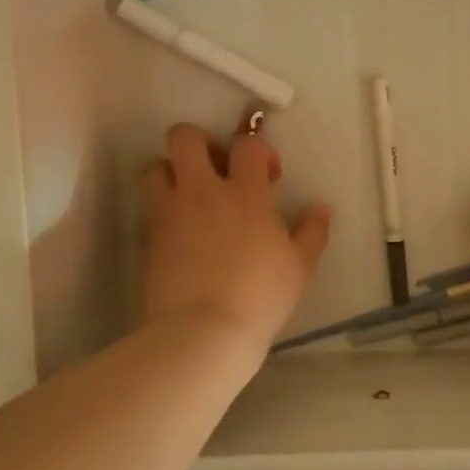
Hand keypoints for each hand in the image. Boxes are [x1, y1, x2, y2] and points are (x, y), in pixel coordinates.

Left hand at [140, 122, 332, 352]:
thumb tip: (321, 208)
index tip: (267, 176)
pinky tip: (179, 233)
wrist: (202, 332)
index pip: (247, 144)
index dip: (258, 150)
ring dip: (172, 173)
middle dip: (201, 144)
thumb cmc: (259, 297)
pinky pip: (148, 206)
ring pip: (156, 166)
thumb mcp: (299, 267)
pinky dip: (162, 209)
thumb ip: (312, 232)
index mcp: (245, 193)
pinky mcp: (147, 236)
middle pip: (185, 137)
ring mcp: (169, 212)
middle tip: (217, 173)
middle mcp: (202, 191)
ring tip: (190, 199)